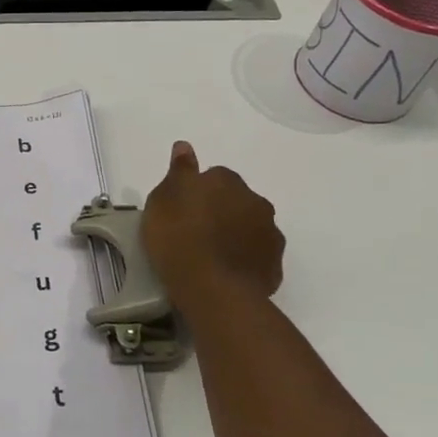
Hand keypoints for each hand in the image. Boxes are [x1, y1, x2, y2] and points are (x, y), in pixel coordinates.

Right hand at [142, 141, 284, 304]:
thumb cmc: (179, 238)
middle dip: (221, 211)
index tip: (182, 209)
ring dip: (235, 234)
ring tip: (210, 255)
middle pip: (237, 200)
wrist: (212, 289)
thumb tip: (184, 146)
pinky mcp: (274, 266)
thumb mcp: (163, 199)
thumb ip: (178, 171)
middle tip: (194, 231)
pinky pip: (257, 256)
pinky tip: (225, 272)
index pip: (214, 176)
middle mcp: (256, 202)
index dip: (197, 192)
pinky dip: (244, 260)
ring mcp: (270, 235)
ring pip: (250, 227)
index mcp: (227, 182)